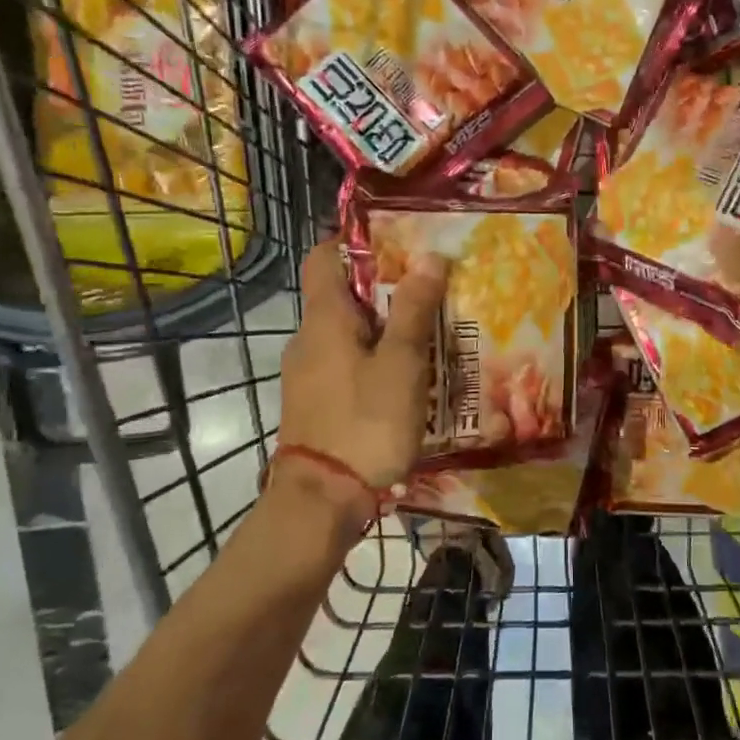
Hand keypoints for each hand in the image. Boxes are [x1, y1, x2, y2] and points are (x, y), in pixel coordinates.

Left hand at [276, 238, 446, 509]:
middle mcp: (308, 338)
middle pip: (342, 295)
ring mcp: (308, 373)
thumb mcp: (401, 364)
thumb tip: (429, 256)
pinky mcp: (317, 402)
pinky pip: (347, 363)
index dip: (354, 241)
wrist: (322, 499)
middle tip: (431, 286)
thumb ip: (414, 310)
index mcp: (324, 319)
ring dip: (384, 326)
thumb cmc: (365, 422)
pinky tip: (409, 375)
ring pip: (348, 332)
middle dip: (385, 287)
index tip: (396, 240)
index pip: (324, 257)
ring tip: (430, 329)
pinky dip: (375, 358)